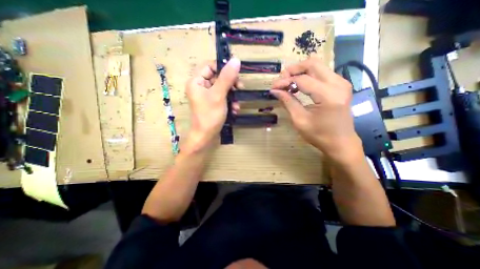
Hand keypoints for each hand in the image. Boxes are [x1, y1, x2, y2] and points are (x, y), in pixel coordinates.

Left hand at [185, 58, 241, 150]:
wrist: (206, 136)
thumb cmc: (209, 115)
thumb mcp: (219, 95)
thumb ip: (227, 77)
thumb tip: (235, 60)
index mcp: (196, 81)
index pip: (209, 65)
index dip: (223, 67)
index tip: (235, 73)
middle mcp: (201, 86)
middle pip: (218, 76)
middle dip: (231, 84)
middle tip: (240, 88)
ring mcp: (207, 95)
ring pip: (223, 88)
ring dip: (232, 95)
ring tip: (237, 104)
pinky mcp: (213, 103)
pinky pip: (223, 97)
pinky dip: (230, 102)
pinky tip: (234, 109)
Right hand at [271, 57, 361, 161]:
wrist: (341, 142)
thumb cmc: (319, 135)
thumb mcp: (300, 120)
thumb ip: (288, 102)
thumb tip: (275, 91)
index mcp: (328, 95)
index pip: (302, 80)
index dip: (285, 81)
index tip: (273, 87)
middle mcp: (338, 84)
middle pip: (312, 63)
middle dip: (293, 69)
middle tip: (281, 80)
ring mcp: (341, 83)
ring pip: (317, 66)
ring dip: (300, 72)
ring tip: (288, 83)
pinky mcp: (341, 85)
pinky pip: (322, 73)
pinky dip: (308, 76)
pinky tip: (299, 86)